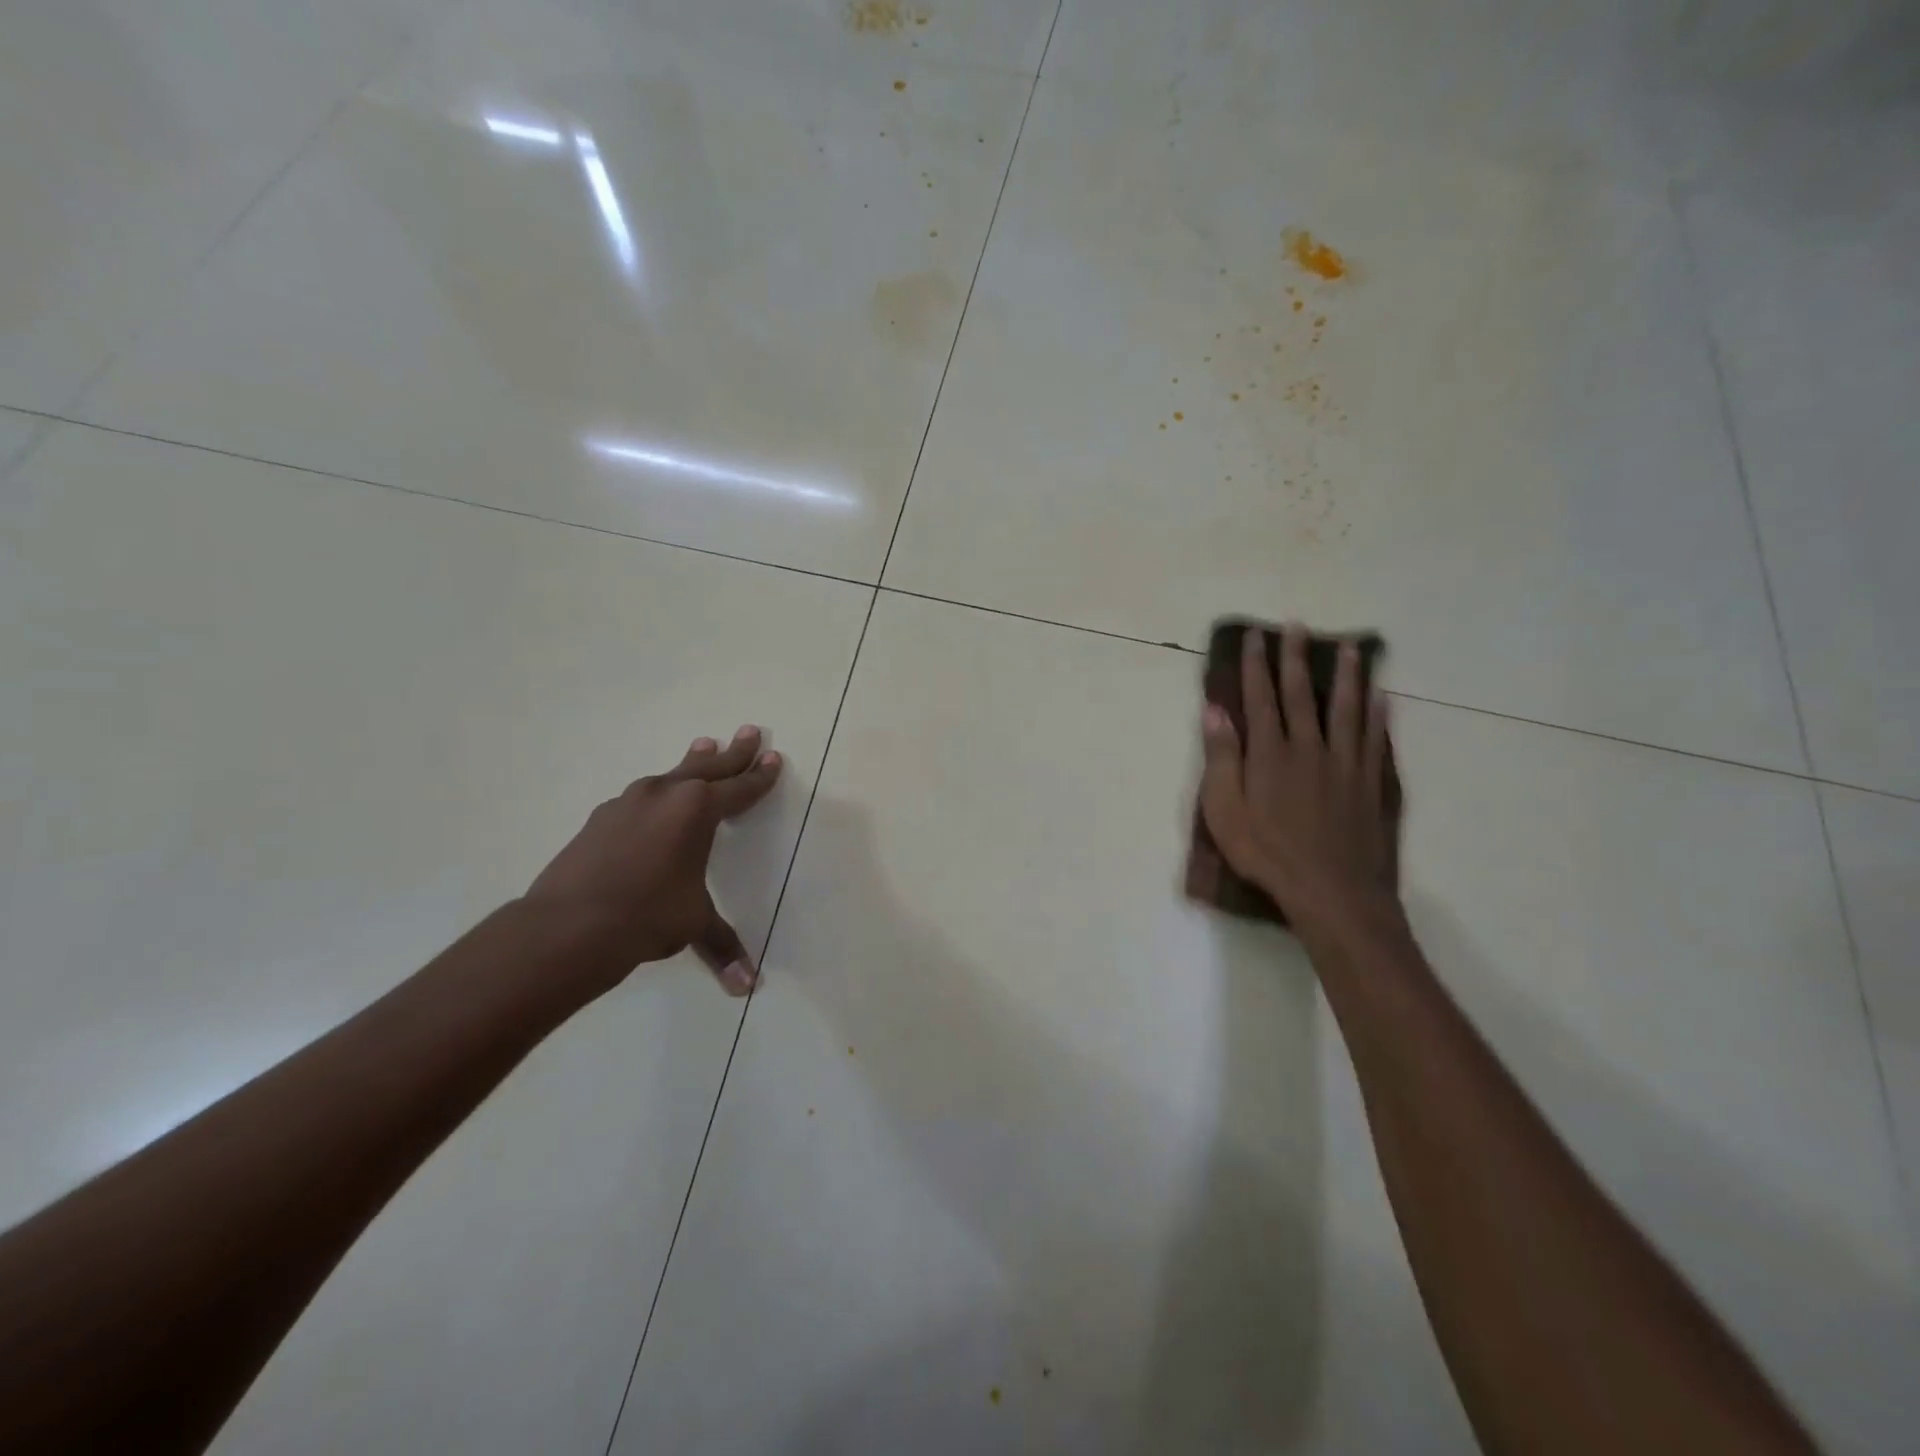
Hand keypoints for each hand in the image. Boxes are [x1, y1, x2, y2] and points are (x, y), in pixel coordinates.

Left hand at [524, 726, 781, 997]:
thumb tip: (747, 986)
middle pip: (708, 768)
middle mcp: (665, 795)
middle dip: (733, 752)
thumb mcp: (693, 925)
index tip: (774, 759)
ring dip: (693, 762)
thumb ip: (722, 945)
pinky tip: (654, 799)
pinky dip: (659, 791)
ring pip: (671, 774)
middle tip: (751, 731)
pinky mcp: (600, 818)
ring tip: (703, 744)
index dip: (760, 778)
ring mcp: (628, 803)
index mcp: (697, 811)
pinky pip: (641, 796)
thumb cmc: (646, 916)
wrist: (566, 925)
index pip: (739, 789)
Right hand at [1198, 627, 1401, 940]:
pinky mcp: (1369, 783)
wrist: (1332, 890)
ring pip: (1346, 708)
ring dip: (1347, 676)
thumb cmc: (1267, 853)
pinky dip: (1377, 714)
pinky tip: (1381, 698)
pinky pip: (1374, 739)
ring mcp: (1344, 763)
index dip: (1257, 665)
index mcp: (1270, 753)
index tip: (1256, 636)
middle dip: (1296, 658)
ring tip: (1351, 649)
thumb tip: (1215, 710)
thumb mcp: (1225, 810)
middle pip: (1302, 693)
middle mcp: (1309, 747)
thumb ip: (1221, 758)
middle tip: (1298, 626)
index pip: (1261, 697)